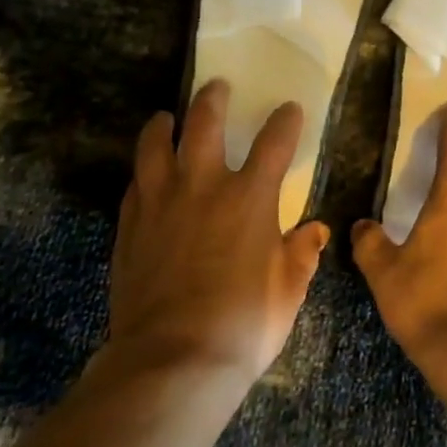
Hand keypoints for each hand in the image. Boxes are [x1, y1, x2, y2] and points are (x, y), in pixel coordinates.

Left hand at [107, 80, 328, 384]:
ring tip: (167, 117)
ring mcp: (161, 202)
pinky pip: (135, 183)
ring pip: (157, 145)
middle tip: (217, 87)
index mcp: (250, 198)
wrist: (173, 359)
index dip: (285, 121)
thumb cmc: (244, 324)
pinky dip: (144, 171)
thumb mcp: (288, 291)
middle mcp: (204, 186)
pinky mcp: (130, 225)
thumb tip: (316, 230)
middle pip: (205, 123)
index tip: (289, 109)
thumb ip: (302, 254)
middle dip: (214, 99)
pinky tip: (146, 173)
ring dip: (164, 125)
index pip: (274, 142)